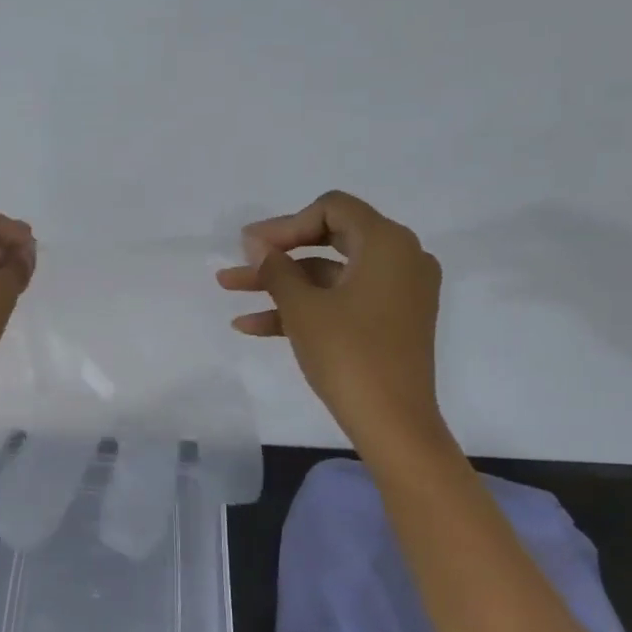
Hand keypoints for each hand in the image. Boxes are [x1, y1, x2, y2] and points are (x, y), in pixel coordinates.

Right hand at [217, 190, 446, 450]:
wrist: (393, 423)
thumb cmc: (348, 354)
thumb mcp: (303, 308)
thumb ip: (276, 268)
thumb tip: (255, 243)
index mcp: (388, 243)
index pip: (332, 209)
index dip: (285, 224)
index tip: (251, 247)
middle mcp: (400, 258)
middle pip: (329, 240)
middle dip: (277, 255)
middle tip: (238, 264)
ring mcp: (397, 292)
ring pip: (330, 275)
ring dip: (281, 284)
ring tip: (231, 293)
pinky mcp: (390, 322)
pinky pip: (342, 301)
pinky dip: (304, 308)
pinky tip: (253, 325)